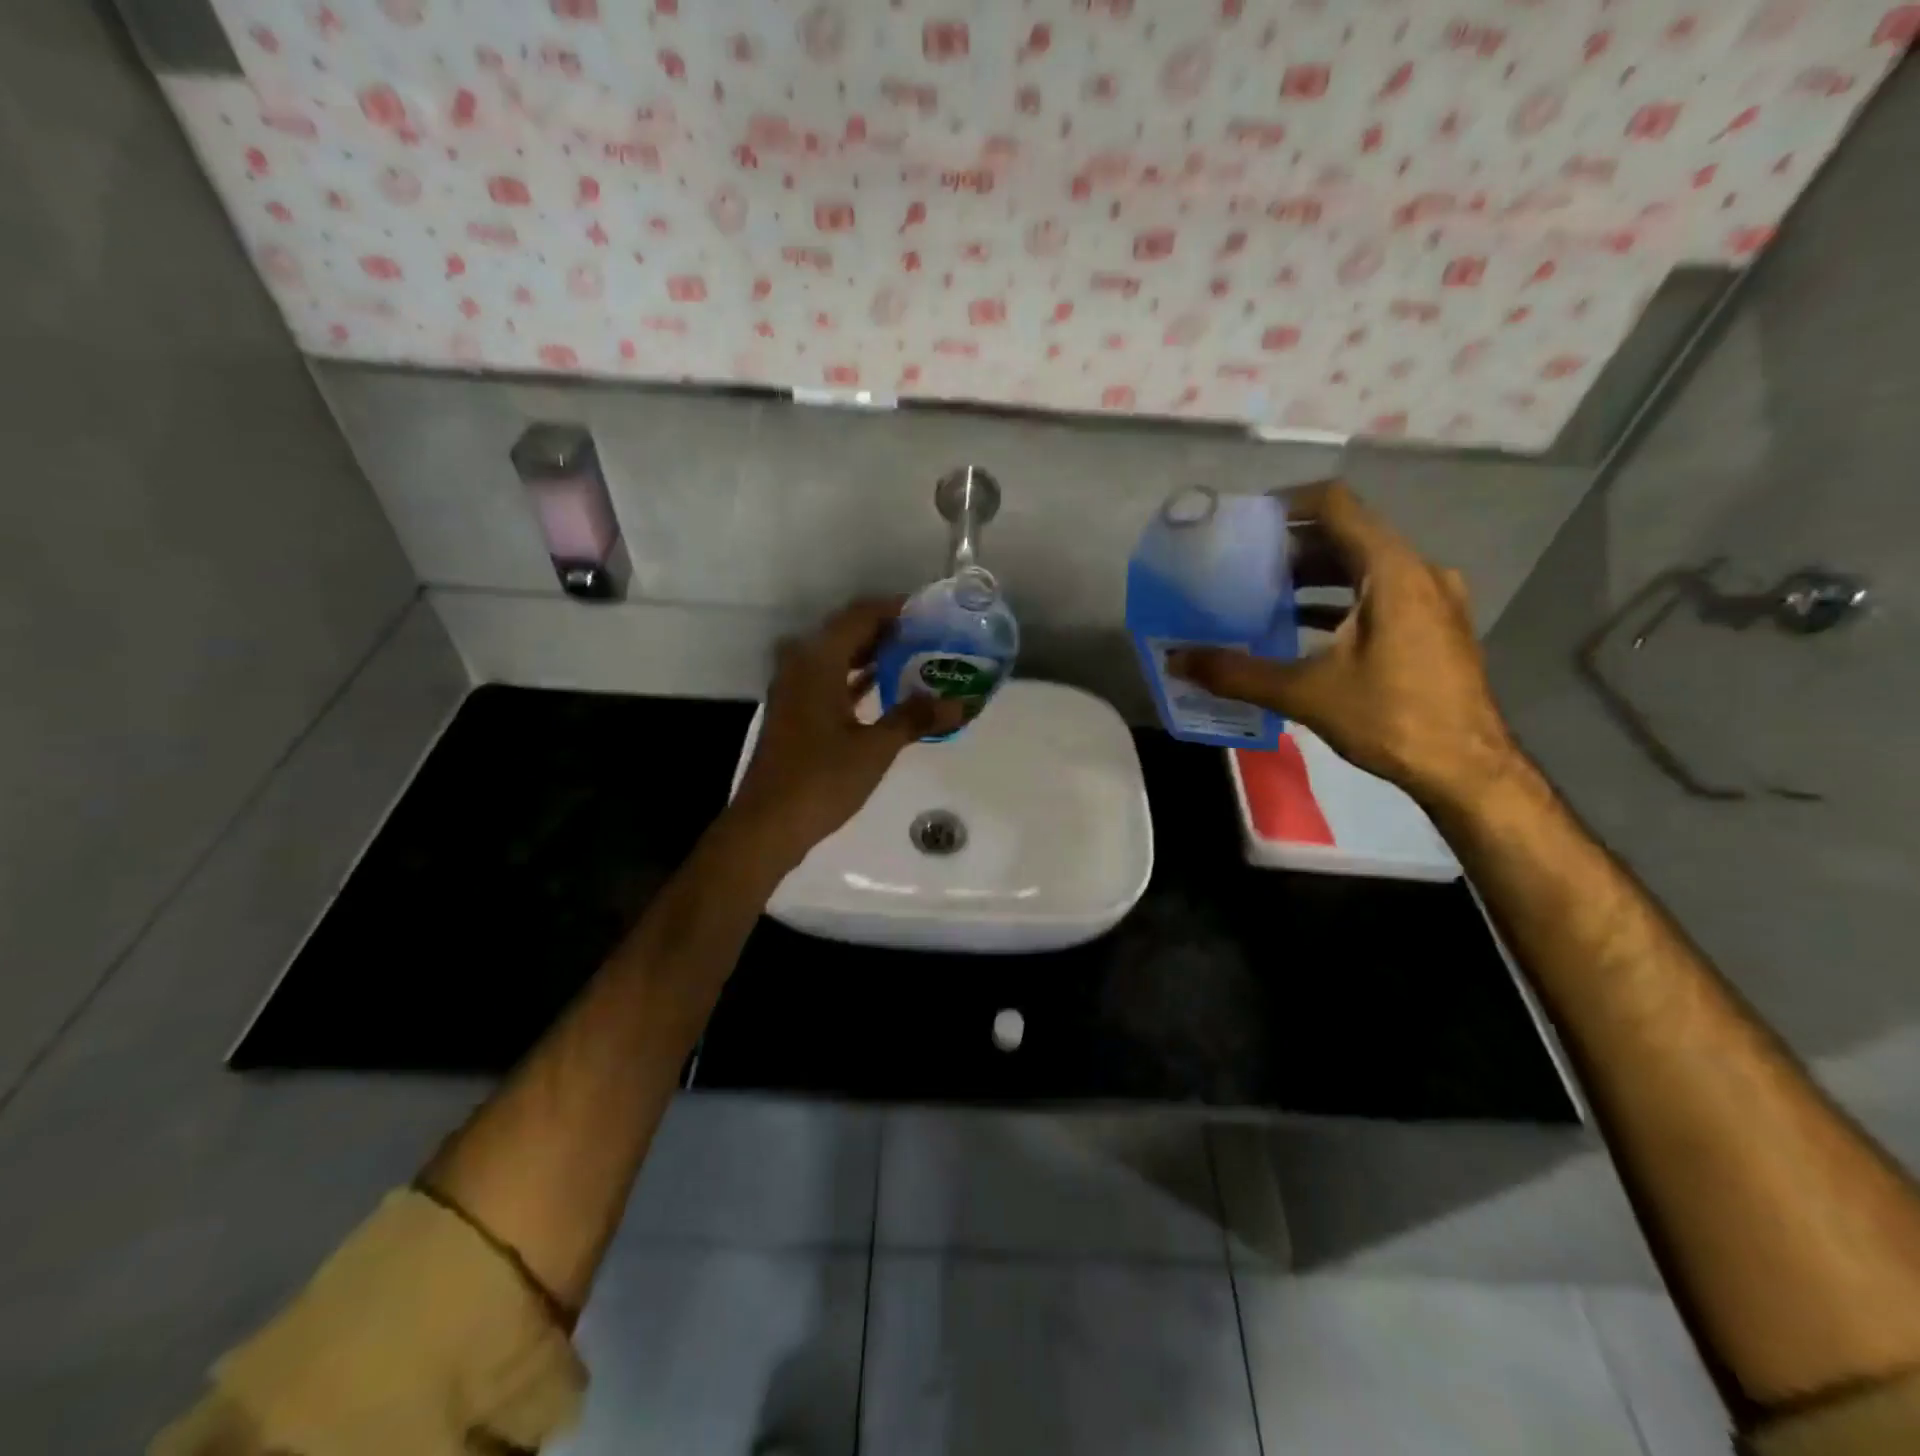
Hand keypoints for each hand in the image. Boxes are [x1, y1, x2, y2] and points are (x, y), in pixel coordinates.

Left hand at [729, 598, 965, 870]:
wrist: (769, 824)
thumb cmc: (821, 780)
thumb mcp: (875, 748)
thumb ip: (916, 718)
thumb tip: (960, 703)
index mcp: (818, 660)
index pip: (861, 615)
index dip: (896, 609)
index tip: (931, 611)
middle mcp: (801, 664)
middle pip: (848, 631)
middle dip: (889, 631)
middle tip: (931, 635)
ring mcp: (794, 688)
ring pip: (838, 656)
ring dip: (873, 654)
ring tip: (917, 656)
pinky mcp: (795, 711)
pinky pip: (830, 679)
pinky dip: (857, 678)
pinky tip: (886, 687)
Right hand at [1168, 481, 1518, 806]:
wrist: (1467, 769)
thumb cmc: (1391, 718)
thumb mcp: (1305, 694)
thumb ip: (1237, 672)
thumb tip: (1176, 660)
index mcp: (1392, 571)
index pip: (1335, 505)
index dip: (1287, 503)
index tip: (1244, 521)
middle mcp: (1418, 572)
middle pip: (1348, 535)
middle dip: (1292, 547)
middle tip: (1242, 565)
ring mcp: (1433, 600)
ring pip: (1364, 567)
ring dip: (1315, 576)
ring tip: (1263, 595)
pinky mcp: (1434, 627)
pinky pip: (1380, 594)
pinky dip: (1340, 601)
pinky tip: (1302, 629)